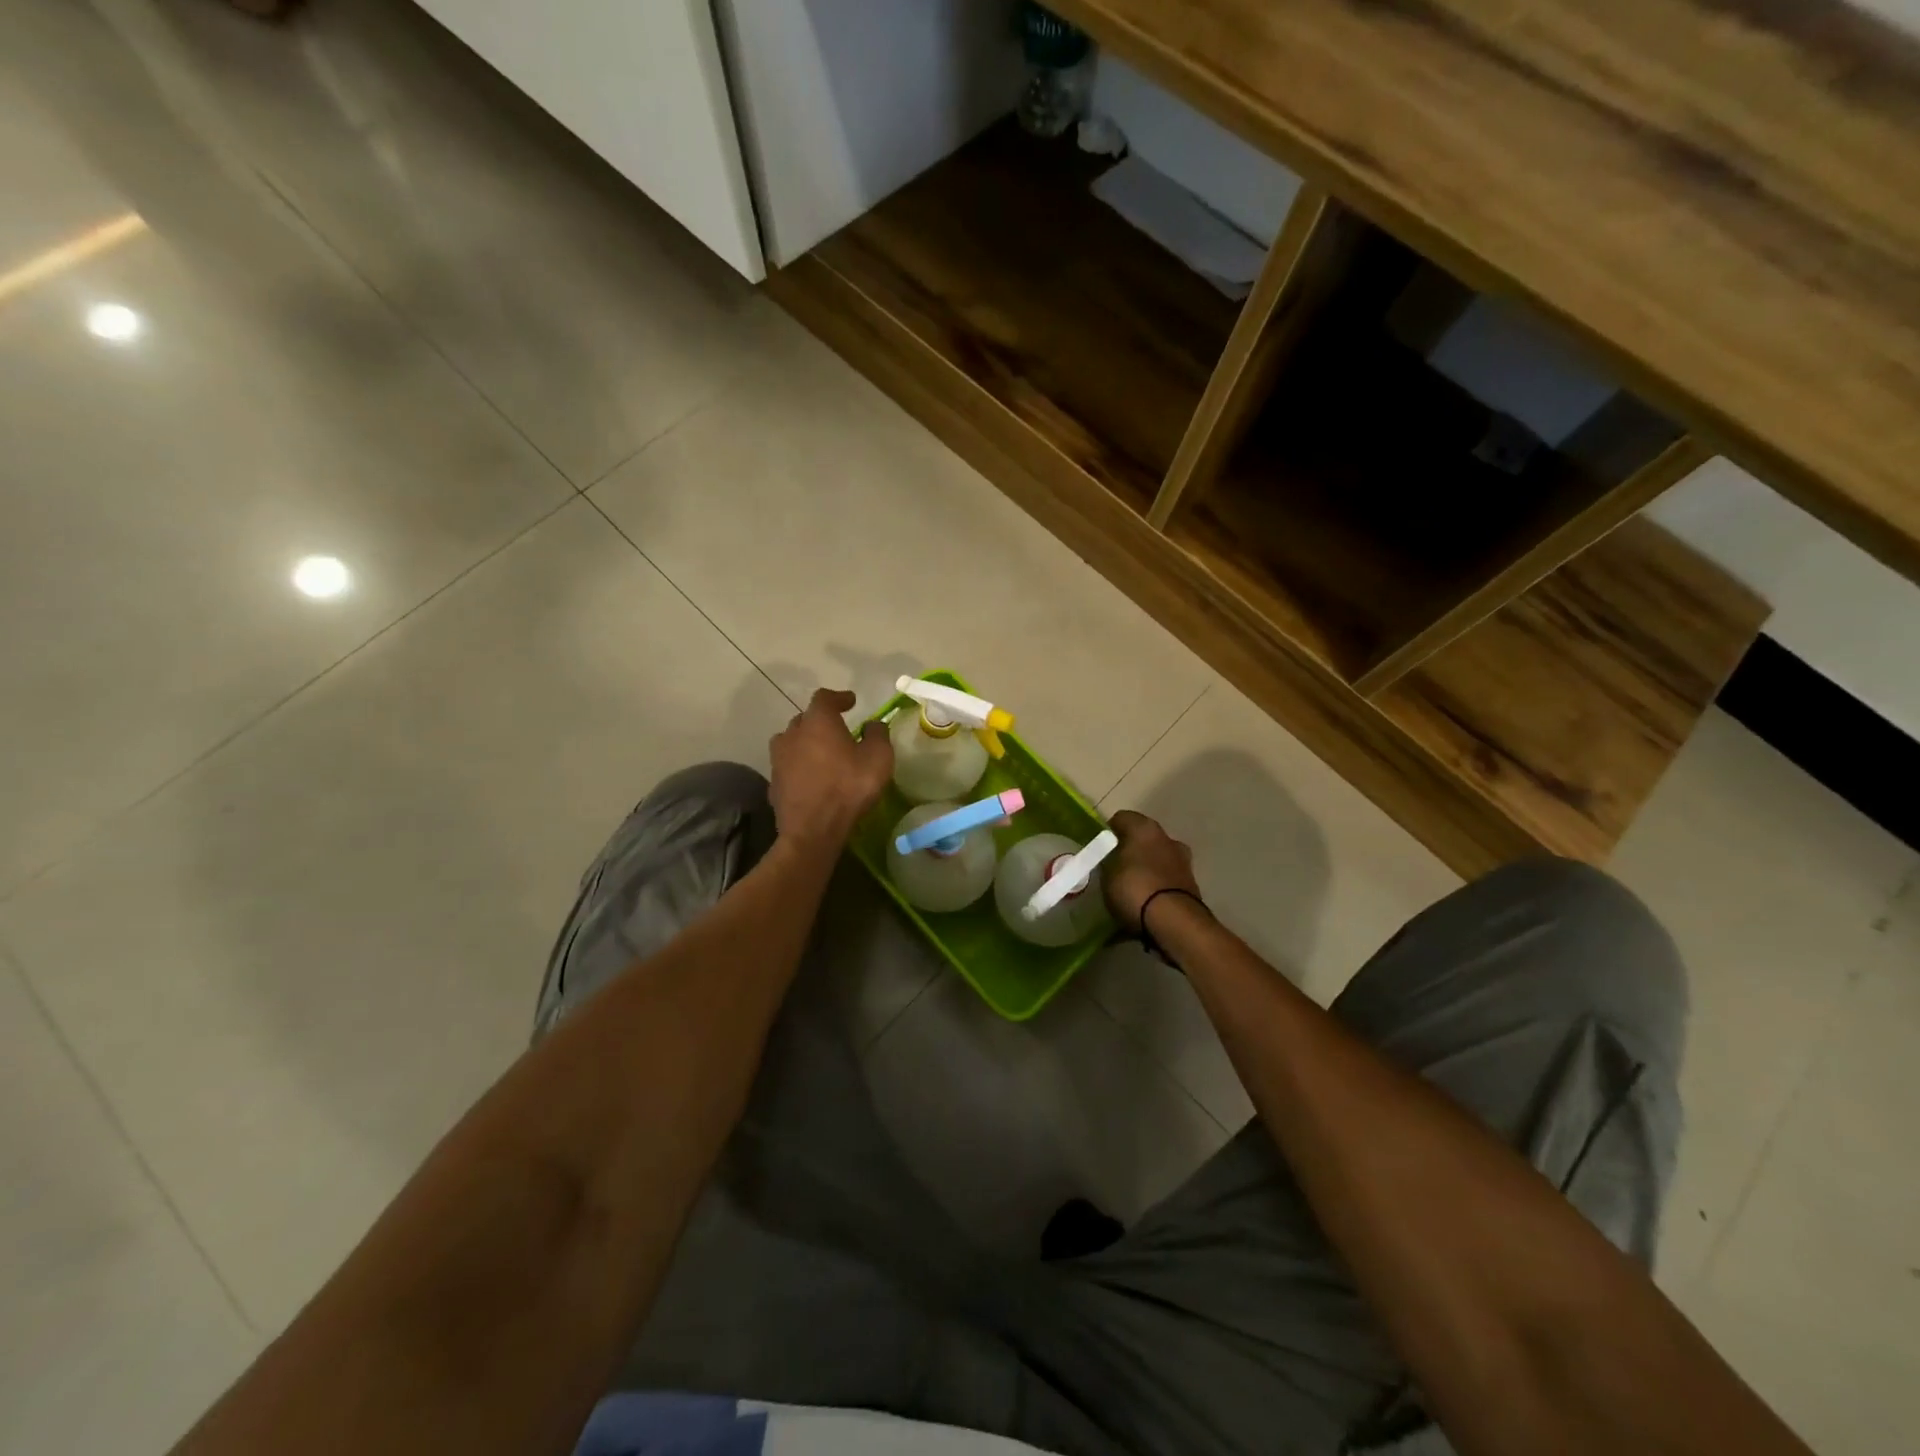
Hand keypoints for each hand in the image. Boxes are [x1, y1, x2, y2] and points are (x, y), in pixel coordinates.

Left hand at [768, 688, 892, 849]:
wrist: (812, 831)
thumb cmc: (848, 788)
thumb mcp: (878, 758)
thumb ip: (877, 734)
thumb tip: (872, 725)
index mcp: (818, 721)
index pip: (824, 698)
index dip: (838, 697)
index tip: (851, 701)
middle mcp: (792, 733)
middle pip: (805, 718)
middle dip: (821, 721)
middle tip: (838, 730)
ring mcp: (778, 759)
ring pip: (792, 741)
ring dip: (806, 743)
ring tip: (822, 753)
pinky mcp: (773, 782)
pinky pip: (788, 766)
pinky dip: (799, 766)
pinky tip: (812, 778)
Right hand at [1103, 810, 1202, 934]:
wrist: (1175, 922)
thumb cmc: (1134, 888)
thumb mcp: (1106, 874)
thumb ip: (1107, 862)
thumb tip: (1110, 860)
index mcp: (1145, 827)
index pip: (1121, 819)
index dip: (1107, 832)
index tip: (1098, 849)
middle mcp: (1167, 838)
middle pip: (1142, 839)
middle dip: (1129, 851)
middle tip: (1113, 869)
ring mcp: (1183, 862)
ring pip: (1156, 860)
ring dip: (1145, 870)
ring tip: (1129, 890)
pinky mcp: (1191, 886)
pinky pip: (1165, 881)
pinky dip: (1156, 888)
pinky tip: (1144, 904)